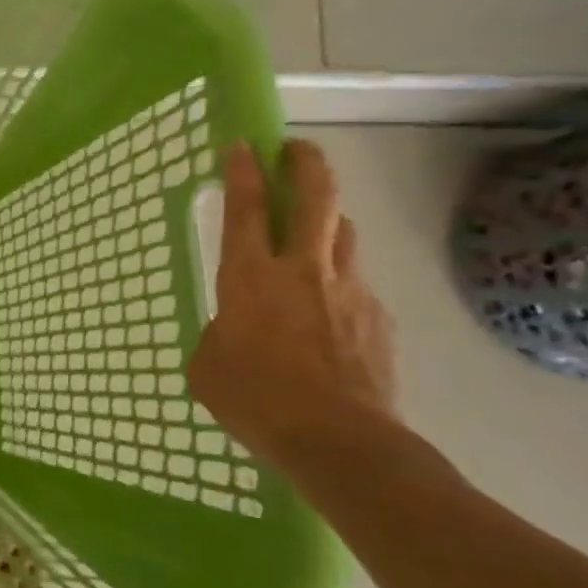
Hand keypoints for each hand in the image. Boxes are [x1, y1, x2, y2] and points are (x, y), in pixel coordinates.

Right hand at [187, 139, 399, 473]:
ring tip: (315, 228)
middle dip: (307, 164)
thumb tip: (234, 330)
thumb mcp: (208, 364)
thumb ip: (220, 332)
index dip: (242, 172)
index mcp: (250, 277)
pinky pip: (358, 284)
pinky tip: (330, 312)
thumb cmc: (255, 399)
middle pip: (316, 198)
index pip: (245, 208)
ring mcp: (349, 291)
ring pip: (345, 233)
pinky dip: (342, 281)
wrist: (342, 442)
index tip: (243, 144)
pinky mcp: (379, 319)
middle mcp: (303, 270)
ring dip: (329, 219)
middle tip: (296, 149)